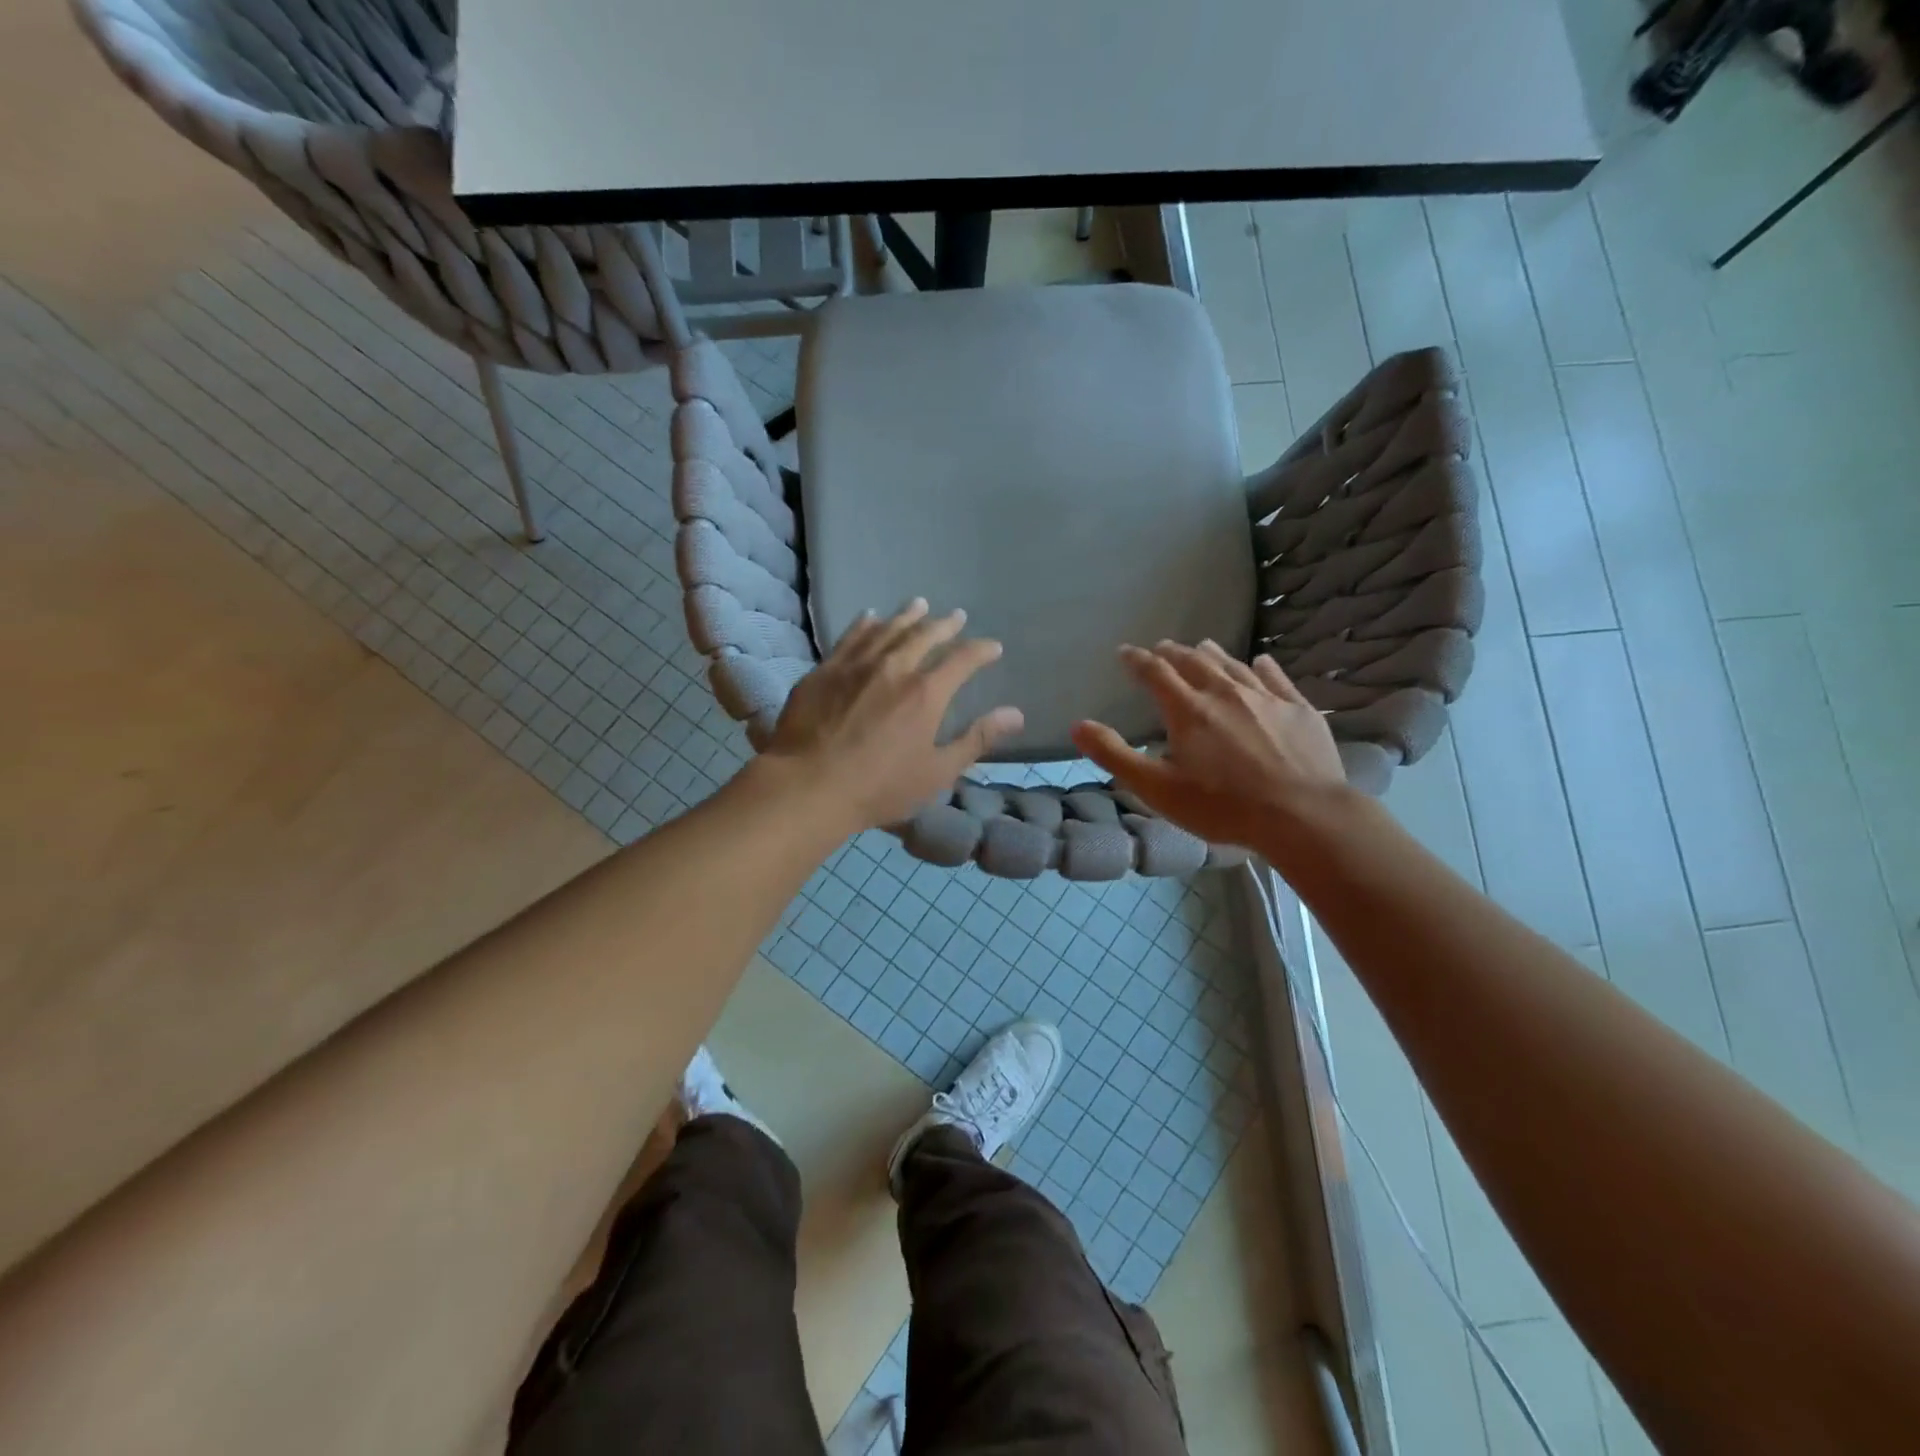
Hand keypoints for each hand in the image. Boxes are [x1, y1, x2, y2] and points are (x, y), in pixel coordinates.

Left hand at [763, 599, 1023, 832]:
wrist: (809, 786)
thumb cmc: (879, 787)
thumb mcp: (937, 772)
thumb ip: (977, 739)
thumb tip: (1015, 714)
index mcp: (926, 693)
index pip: (963, 660)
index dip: (981, 651)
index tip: (993, 647)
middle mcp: (894, 667)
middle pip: (924, 636)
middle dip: (945, 625)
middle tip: (956, 617)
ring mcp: (856, 665)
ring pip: (887, 630)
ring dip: (907, 616)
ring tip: (919, 605)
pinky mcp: (825, 670)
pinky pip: (850, 637)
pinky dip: (865, 624)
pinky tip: (870, 617)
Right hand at [1069, 640, 1349, 851]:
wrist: (1302, 815)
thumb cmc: (1222, 806)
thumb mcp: (1156, 788)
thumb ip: (1114, 754)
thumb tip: (1077, 724)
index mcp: (1188, 710)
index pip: (1155, 673)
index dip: (1137, 660)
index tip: (1124, 653)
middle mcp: (1225, 693)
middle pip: (1194, 662)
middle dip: (1173, 653)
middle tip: (1161, 648)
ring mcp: (1266, 698)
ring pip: (1233, 665)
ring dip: (1212, 654)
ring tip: (1202, 646)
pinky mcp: (1298, 709)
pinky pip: (1276, 678)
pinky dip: (1263, 667)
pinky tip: (1260, 661)